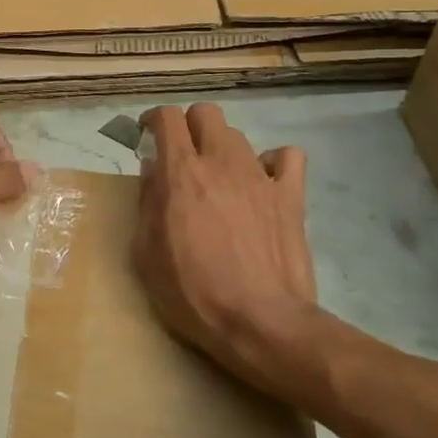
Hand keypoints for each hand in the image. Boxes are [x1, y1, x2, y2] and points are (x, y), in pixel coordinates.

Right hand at [134, 104, 321, 394]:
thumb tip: (152, 169)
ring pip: (239, 135)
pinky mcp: (291, 196)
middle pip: (206, 113)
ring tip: (219, 178)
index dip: (154, 120)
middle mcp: (221, 162)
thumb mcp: (146, 254)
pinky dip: (272, 163)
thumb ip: (147, 203)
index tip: (147, 135)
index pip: (168, 117)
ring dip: (223, 148)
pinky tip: (262, 184)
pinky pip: (287, 158)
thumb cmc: (193, 293)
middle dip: (190, 126)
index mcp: (181, 173)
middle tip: (182, 155)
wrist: (261, 324)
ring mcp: (260, 176)